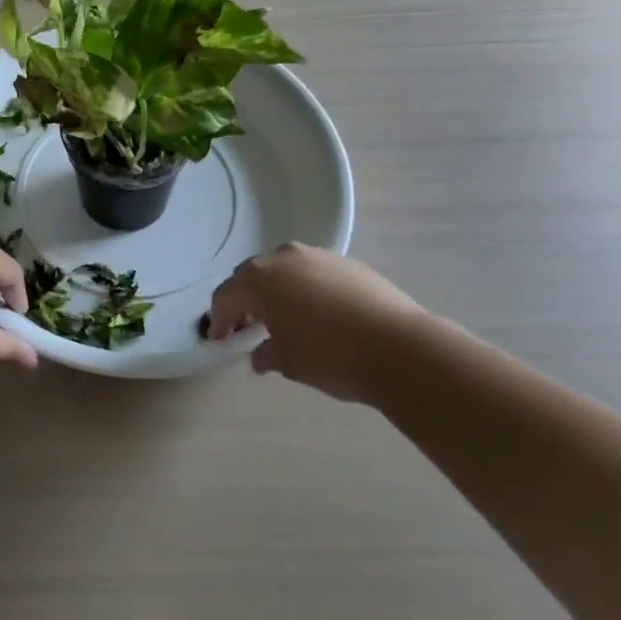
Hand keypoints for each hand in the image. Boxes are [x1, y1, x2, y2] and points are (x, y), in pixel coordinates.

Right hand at [207, 244, 426, 401]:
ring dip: (278, 292)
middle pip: (252, 276)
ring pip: (285, 271)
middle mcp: (283, 257)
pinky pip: (315, 274)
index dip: (220, 320)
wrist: (400, 347)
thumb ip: (267, 354)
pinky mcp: (348, 263)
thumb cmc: (330, 355)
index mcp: (259, 278)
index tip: (220, 340)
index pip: (226, 297)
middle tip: (248, 327)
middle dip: (246, 300)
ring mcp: (318, 256)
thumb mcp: (289, 363)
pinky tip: (322, 316)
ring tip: (287, 320)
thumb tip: (262, 355)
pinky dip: (308, 290)